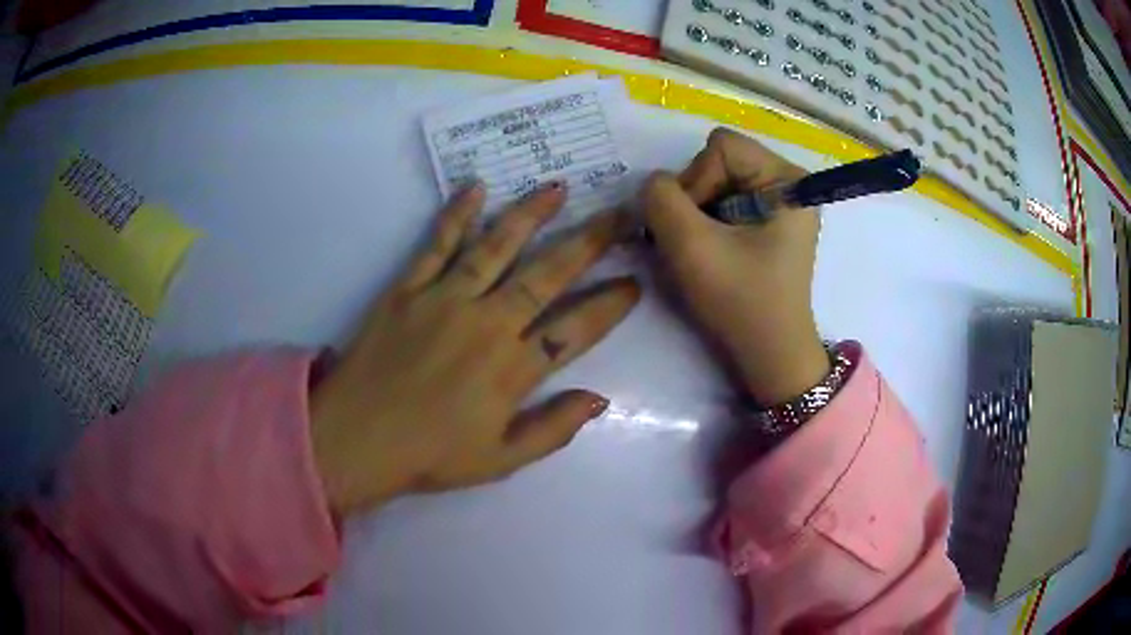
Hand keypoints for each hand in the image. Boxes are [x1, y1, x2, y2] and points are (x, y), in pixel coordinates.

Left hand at [311, 184, 639, 515]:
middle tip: (619, 216)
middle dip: (589, 242)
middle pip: (547, 274)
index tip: (634, 283)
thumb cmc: (430, 455)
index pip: (576, 328)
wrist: (355, 439)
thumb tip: (600, 399)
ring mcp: (445, 299)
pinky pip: (436, 244)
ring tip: (558, 188)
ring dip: (531, 215)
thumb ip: (552, 429)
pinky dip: (456, 215)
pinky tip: (476, 188)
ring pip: (497, 247)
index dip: (609, 305)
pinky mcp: (407, 288)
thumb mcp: (500, 460)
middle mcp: (487, 324)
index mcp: (512, 369)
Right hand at [640, 128, 828, 404]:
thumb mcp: (692, 247)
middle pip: (720, 162)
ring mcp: (780, 204)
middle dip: (696, 199)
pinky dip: (707, 225)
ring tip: (700, 252)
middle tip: (693, 242)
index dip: (696, 180)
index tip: (694, 227)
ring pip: (717, 183)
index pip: (721, 146)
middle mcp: (788, 184)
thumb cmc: (741, 303)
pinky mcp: (769, 224)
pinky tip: (711, 254)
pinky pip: (725, 203)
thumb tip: (655, 184)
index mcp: (787, 180)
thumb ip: (661, 200)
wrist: (769, 356)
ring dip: (697, 215)